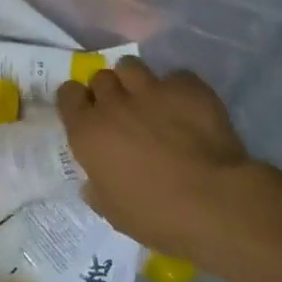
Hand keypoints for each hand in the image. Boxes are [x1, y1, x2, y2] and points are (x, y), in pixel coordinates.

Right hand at [56, 57, 267, 254]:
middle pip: (100, 78)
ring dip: (135, 80)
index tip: (86, 112)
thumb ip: (97, 188)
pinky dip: (178, 89)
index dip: (76, 101)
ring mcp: (151, 91)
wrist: (214, 203)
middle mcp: (114, 104)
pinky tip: (187, 107)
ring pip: (131, 66)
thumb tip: (93, 181)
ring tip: (149, 98)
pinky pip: (176, 77)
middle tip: (121, 110)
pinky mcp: (188, 88)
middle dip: (108, 91)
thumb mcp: (112, 211)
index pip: (67, 94)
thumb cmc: (155, 215)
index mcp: (88, 131)